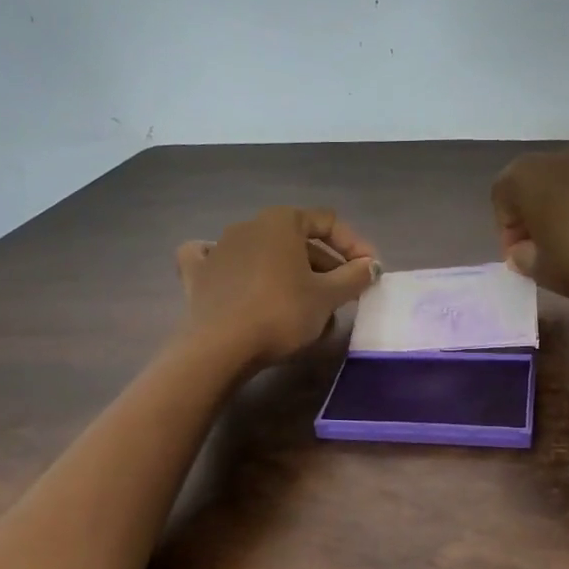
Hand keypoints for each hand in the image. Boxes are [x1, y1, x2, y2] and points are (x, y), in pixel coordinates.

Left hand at [176, 207, 380, 367]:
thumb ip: (354, 276)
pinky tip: (237, 279)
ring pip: (265, 254)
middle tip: (343, 297)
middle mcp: (249, 225)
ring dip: (290, 274)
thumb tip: (371, 265)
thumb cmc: (281, 313)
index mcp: (281, 221)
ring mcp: (219, 248)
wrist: (221, 347)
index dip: (354, 245)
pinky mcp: (198, 274)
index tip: (369, 272)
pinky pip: (218, 262)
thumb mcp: (328, 297)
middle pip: (297, 240)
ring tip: (306, 307)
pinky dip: (233, 269)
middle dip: (324, 266)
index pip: (328, 222)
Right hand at [491, 146, 568, 299]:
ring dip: (563, 215)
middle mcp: (556, 158)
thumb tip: (524, 251)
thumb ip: (522, 259)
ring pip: (564, 189)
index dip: (508, 233)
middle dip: (534, 221)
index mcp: (525, 176)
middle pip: (532, 190)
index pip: (500, 201)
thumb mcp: (543, 272)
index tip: (524, 259)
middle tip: (546, 254)